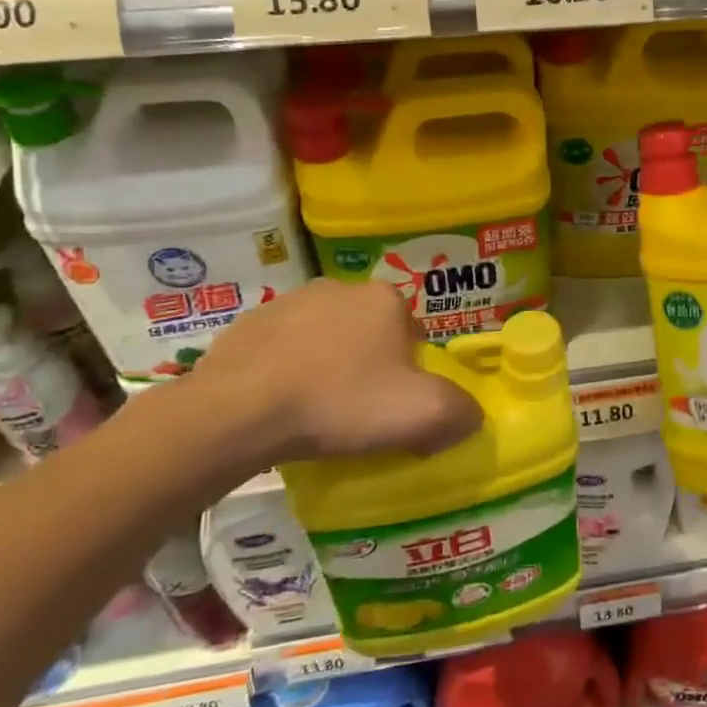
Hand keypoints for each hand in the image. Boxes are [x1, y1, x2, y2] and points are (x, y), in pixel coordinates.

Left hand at [164, 281, 482, 478]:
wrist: (239, 413)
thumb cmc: (340, 403)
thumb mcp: (421, 414)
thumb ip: (460, 412)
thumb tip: (468, 418)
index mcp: (384, 299)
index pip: (414, 334)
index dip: (412, 372)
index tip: (397, 408)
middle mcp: (339, 288)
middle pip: (370, 333)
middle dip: (370, 366)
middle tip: (359, 413)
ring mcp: (288, 302)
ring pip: (325, 338)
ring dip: (327, 366)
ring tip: (316, 413)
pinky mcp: (248, 325)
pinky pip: (282, 350)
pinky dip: (286, 371)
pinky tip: (280, 406)